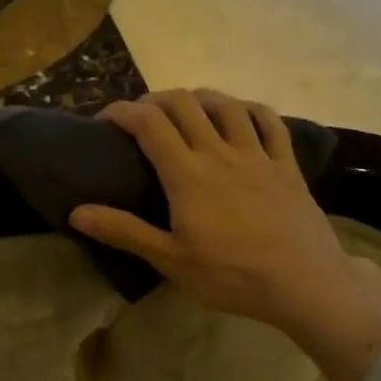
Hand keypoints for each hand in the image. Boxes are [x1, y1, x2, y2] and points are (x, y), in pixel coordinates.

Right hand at [70, 90, 380, 380]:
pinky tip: (241, 113)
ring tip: (185, 109)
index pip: (148, 124)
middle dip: (155, 100)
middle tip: (140, 117)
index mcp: (187, 174)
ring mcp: (257, 154)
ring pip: (225, 104)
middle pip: (183, 104)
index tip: (104, 120)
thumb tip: (76, 211)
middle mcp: (219, 152)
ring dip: (199, 98)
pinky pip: (269, 121)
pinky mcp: (286, 163)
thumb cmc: (231, 275)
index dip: (122, 112)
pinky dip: (249, 109)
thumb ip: (124, 231)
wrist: (304, 282)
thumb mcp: (170, 259)